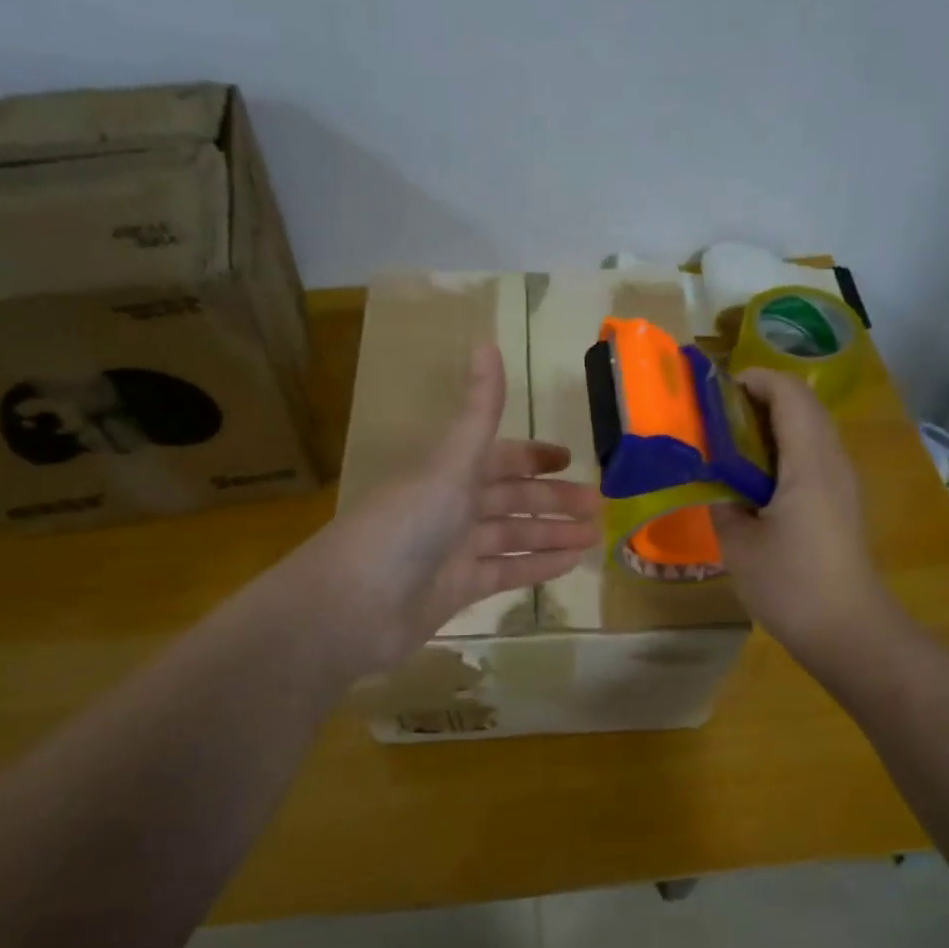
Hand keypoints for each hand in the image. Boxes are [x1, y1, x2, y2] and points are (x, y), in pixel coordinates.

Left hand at [291, 343, 600, 676]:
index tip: (569, 458)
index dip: (532, 456)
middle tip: (597, 505)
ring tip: (594, 536)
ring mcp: (453, 551)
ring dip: (551, 534)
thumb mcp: (448, 464)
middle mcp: (450, 507)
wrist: (352, 606)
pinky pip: (506, 573)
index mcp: (446, 473)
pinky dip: (537, 567)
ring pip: (512, 537)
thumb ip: (477, 411)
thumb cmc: (404, 525)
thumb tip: (487, 341)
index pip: (497, 457)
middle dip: (552, 499)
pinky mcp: (456, 590)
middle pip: (510, 498)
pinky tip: (571, 565)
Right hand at [710, 368, 895, 668]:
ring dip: (772, 423)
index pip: (789, 394)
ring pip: (811, 429)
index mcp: (809, 462)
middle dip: (760, 397)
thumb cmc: (791, 585)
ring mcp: (843, 481)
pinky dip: (784, 448)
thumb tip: (714, 479)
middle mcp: (833, 461)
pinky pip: (814, 454)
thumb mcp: (738, 544)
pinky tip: (755, 477)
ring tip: (730, 442)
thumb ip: (722, 500)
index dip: (754, 380)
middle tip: (716, 417)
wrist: (849, 632)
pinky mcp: (842, 501)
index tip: (716, 391)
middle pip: (803, 405)